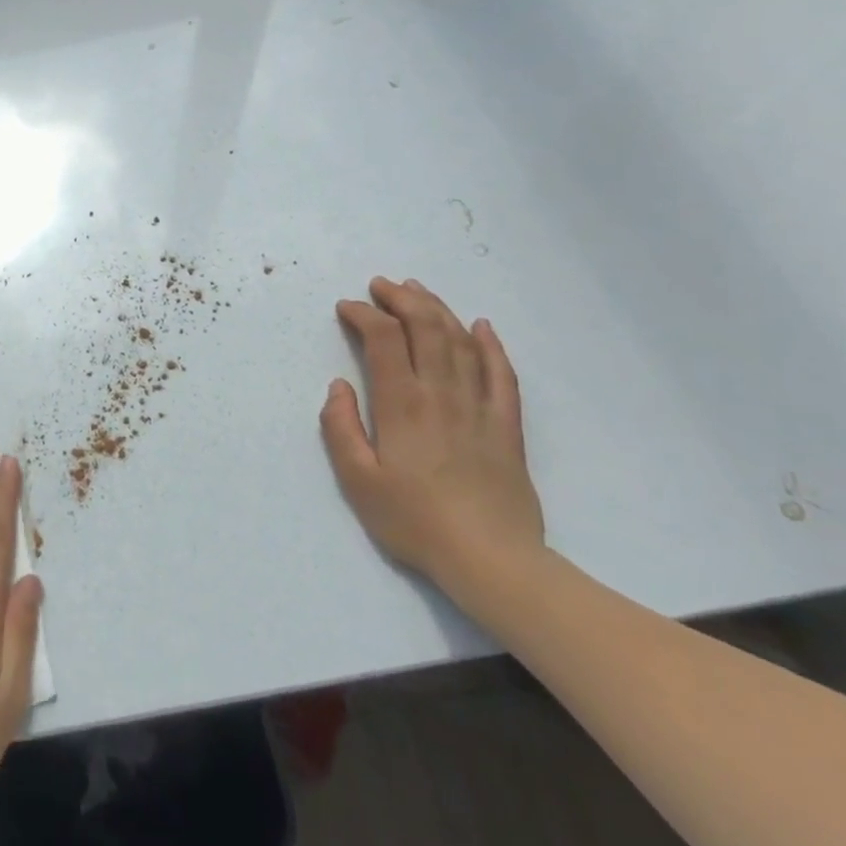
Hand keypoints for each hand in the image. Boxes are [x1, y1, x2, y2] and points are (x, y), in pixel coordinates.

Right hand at [319, 277, 544, 594]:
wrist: (491, 559)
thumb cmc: (414, 521)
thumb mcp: (357, 480)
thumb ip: (340, 428)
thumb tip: (339, 386)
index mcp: (402, 404)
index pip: (382, 340)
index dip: (363, 314)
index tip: (346, 308)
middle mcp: (441, 394)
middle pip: (425, 328)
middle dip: (401, 299)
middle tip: (380, 285)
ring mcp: (479, 406)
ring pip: (460, 341)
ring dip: (437, 309)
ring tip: (417, 291)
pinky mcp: (507, 425)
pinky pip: (502, 373)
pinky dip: (490, 344)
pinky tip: (481, 326)